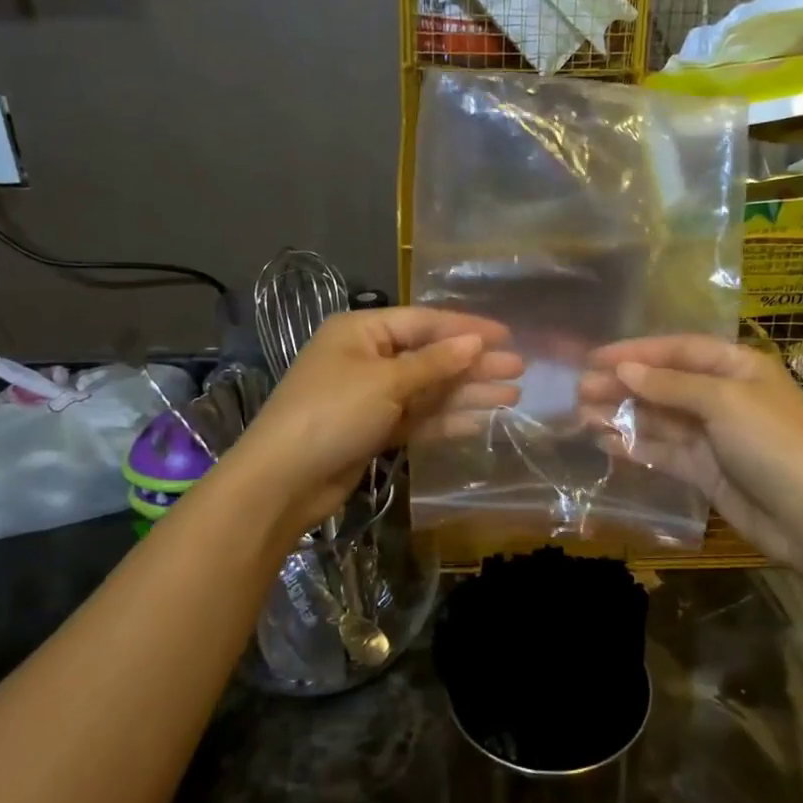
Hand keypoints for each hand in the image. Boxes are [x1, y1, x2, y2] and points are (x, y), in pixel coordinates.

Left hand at [230, 307, 520, 531]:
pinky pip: (418, 418)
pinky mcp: (374, 430)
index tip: (506, 335)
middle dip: (474, 364)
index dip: (467, 329)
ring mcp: (371, 396)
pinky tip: (481, 421)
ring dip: (467, 393)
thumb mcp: (386, 382)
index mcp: (362, 331)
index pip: (424, 322)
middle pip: (431, 357)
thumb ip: (435, 363)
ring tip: (512, 396)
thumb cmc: (332, 414)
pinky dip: (447, 420)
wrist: (283, 481)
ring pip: (428, 390)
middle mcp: (367, 358)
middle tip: (518, 369)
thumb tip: (476, 342)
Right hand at [580, 336, 802, 582]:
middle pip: (664, 384)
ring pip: (659, 419)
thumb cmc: (775, 446)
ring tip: (582, 415)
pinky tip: (605, 442)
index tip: (595, 358)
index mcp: (738, 367)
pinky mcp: (704, 471)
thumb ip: (671, 385)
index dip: (637, 352)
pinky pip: (663, 451)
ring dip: (623, 415)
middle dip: (624, 385)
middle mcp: (723, 396)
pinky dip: (635, 445)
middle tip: (580, 390)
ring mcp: (713, 436)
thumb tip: (624, 370)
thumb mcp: (725, 403)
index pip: (679, 350)